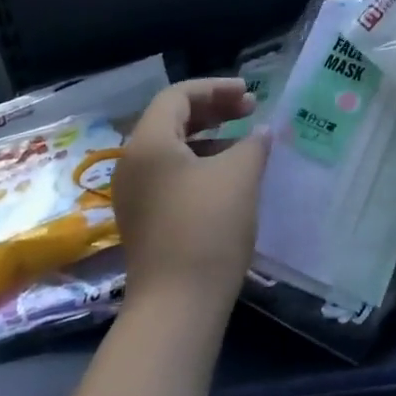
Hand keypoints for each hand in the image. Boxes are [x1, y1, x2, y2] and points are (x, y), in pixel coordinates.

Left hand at [114, 79, 269, 314]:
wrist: (177, 307)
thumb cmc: (208, 227)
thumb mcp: (239, 175)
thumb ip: (254, 143)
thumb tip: (262, 133)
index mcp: (148, 143)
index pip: (178, 96)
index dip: (216, 88)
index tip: (250, 94)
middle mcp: (133, 163)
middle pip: (172, 119)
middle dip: (214, 110)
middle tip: (250, 111)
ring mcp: (135, 194)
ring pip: (173, 148)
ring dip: (210, 137)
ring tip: (246, 143)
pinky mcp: (144, 219)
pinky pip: (171, 174)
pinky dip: (200, 163)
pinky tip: (230, 176)